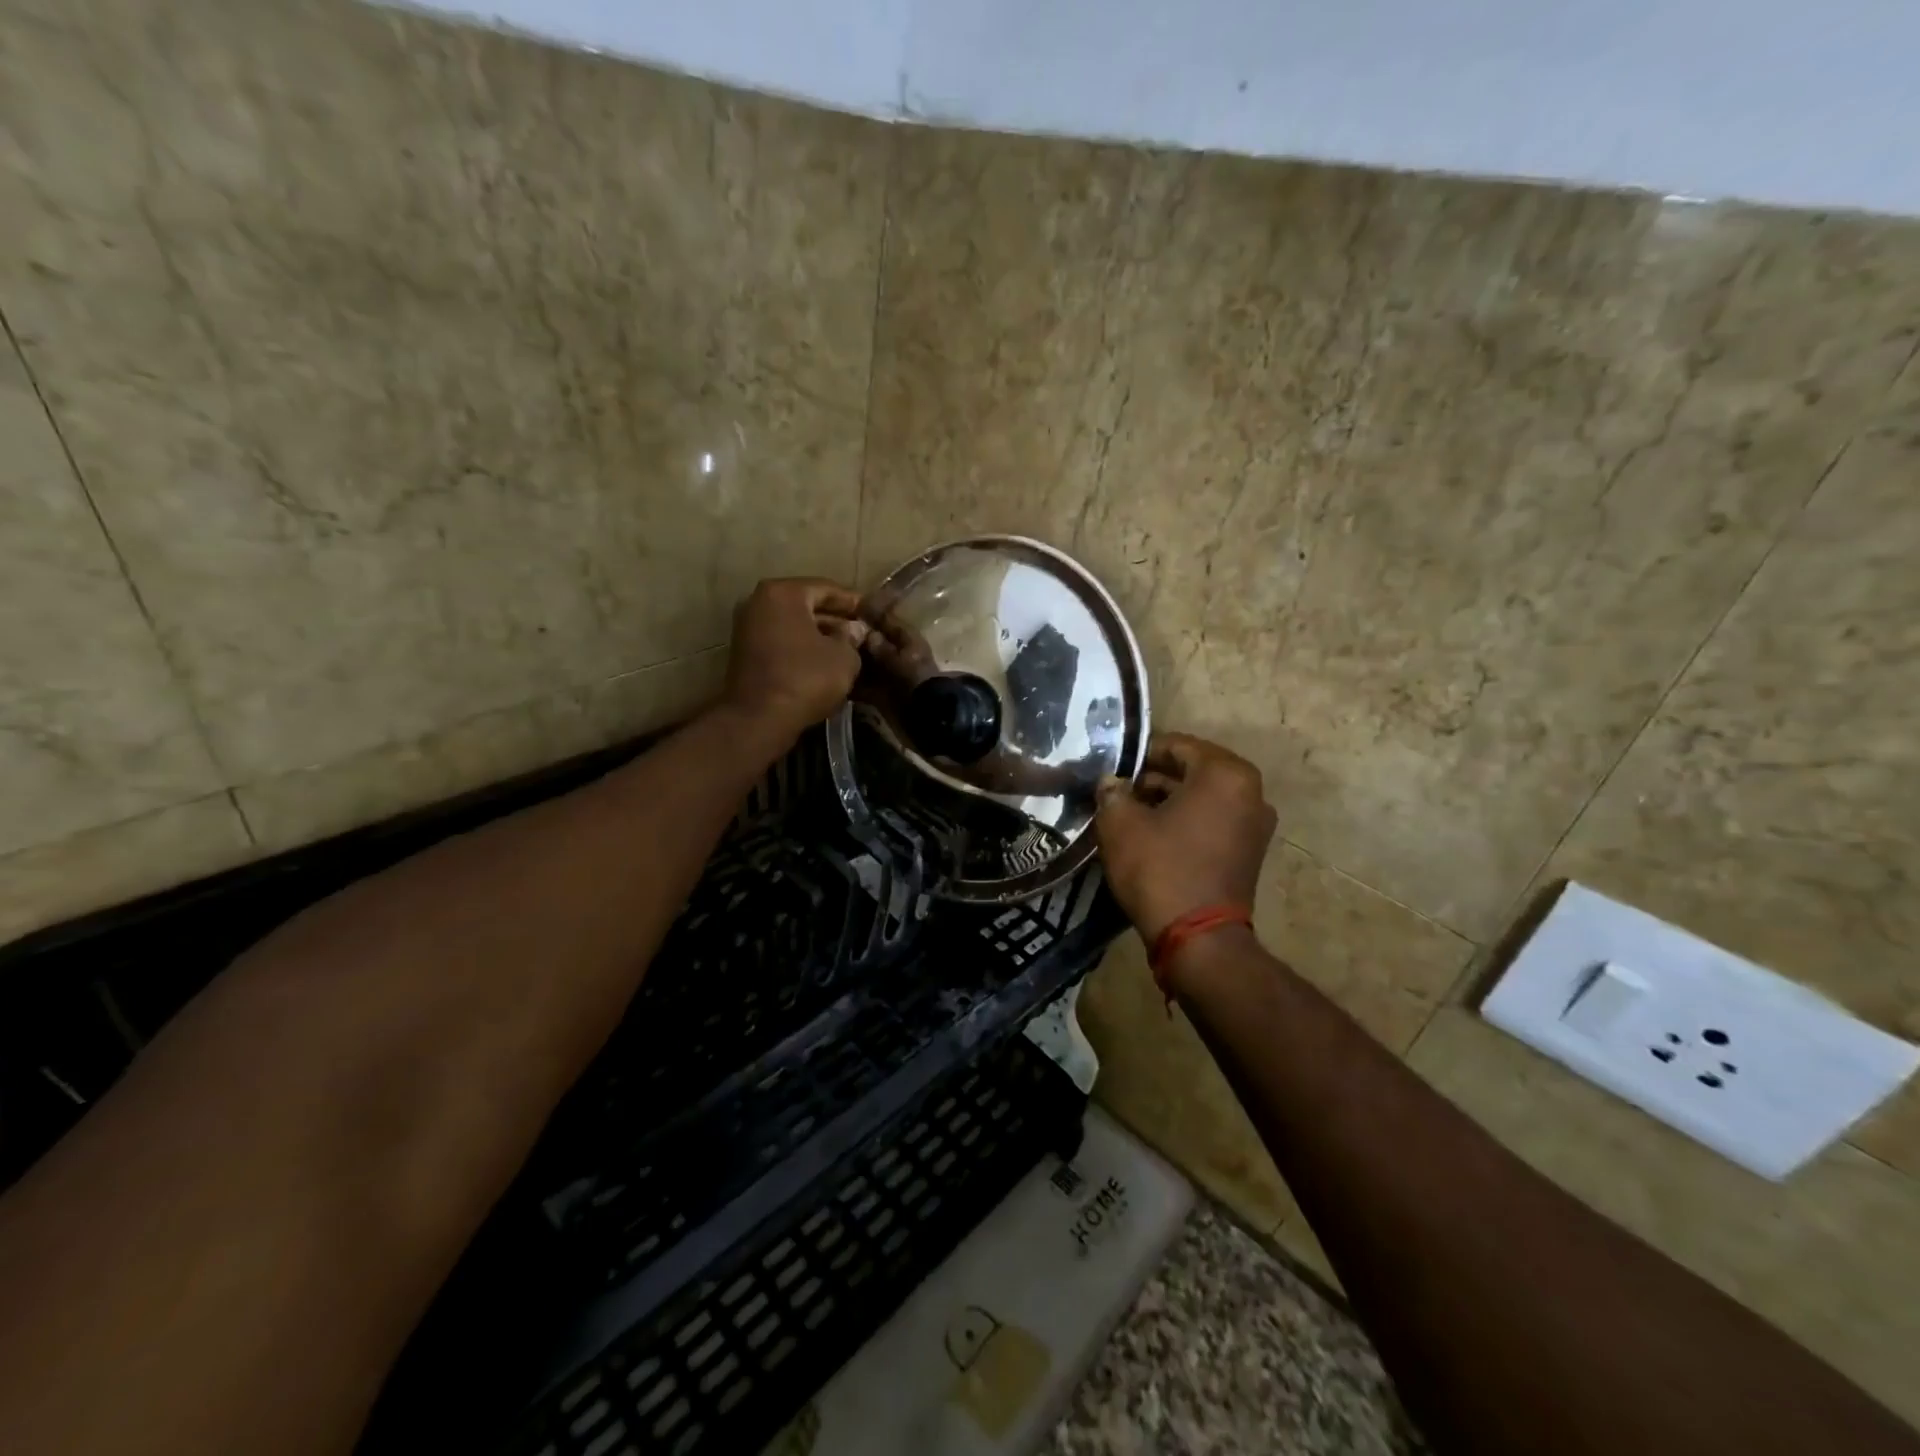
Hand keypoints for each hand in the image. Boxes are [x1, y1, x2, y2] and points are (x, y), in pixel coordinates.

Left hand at [721, 578, 868, 743]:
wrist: (759, 718)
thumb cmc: (806, 678)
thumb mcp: (844, 657)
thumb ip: (852, 637)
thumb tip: (854, 630)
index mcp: (783, 593)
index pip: (826, 588)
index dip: (852, 602)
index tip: (871, 613)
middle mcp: (759, 602)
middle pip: (806, 605)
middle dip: (835, 618)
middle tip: (861, 632)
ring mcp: (747, 627)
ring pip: (793, 624)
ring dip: (818, 635)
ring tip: (846, 649)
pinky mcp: (744, 652)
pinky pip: (781, 641)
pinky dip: (801, 647)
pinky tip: (823, 662)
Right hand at [1094, 733, 1276, 942]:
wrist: (1198, 940)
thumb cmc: (1160, 869)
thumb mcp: (1121, 824)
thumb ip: (1112, 792)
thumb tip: (1111, 782)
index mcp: (1225, 773)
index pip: (1176, 745)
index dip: (1139, 753)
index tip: (1112, 767)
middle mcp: (1250, 792)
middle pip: (1192, 770)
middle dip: (1153, 778)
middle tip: (1117, 791)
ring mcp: (1255, 824)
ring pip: (1202, 797)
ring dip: (1168, 800)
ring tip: (1129, 813)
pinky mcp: (1249, 852)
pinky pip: (1212, 821)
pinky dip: (1185, 821)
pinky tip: (1152, 834)